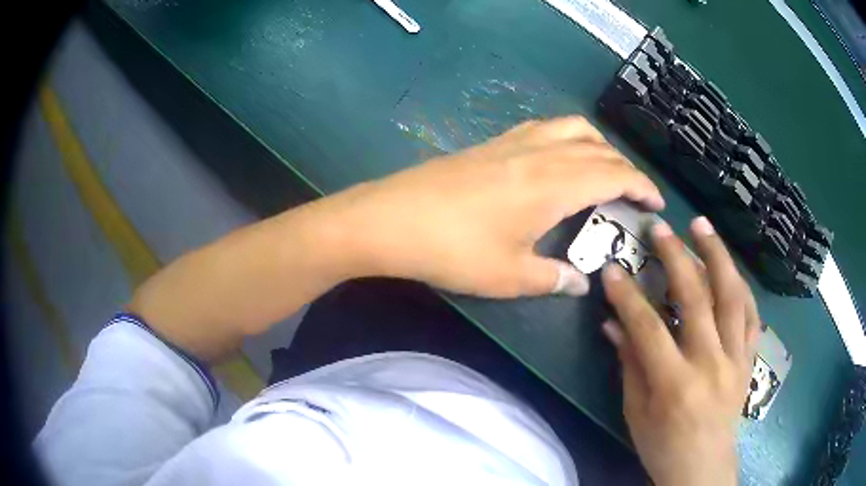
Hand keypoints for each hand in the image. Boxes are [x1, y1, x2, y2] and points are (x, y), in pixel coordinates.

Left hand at [328, 116, 663, 297]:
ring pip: (572, 129)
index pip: (614, 175)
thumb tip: (580, 283)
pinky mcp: (491, 143)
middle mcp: (541, 153)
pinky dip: (567, 137)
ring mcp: (513, 142)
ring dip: (598, 146)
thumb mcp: (510, 276)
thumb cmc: (454, 250)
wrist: (391, 219)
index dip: (641, 186)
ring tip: (604, 171)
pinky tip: (560, 158)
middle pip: (598, 149)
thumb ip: (554, 279)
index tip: (657, 202)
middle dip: (626, 168)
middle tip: (635, 193)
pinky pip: (544, 128)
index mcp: (555, 184)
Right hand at [601, 217, 759, 485]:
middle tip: (660, 228)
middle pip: (696, 299)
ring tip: (702, 226)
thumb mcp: (636, 412)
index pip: (648, 329)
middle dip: (676, 257)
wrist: (702, 467)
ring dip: (717, 256)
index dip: (628, 296)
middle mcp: (710, 364)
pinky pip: (752, 315)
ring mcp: (736, 359)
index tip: (612, 269)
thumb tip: (612, 324)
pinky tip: (731, 269)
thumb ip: (629, 365)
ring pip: (732, 297)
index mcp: (675, 384)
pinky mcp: (749, 359)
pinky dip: (742, 286)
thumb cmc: (662, 445)